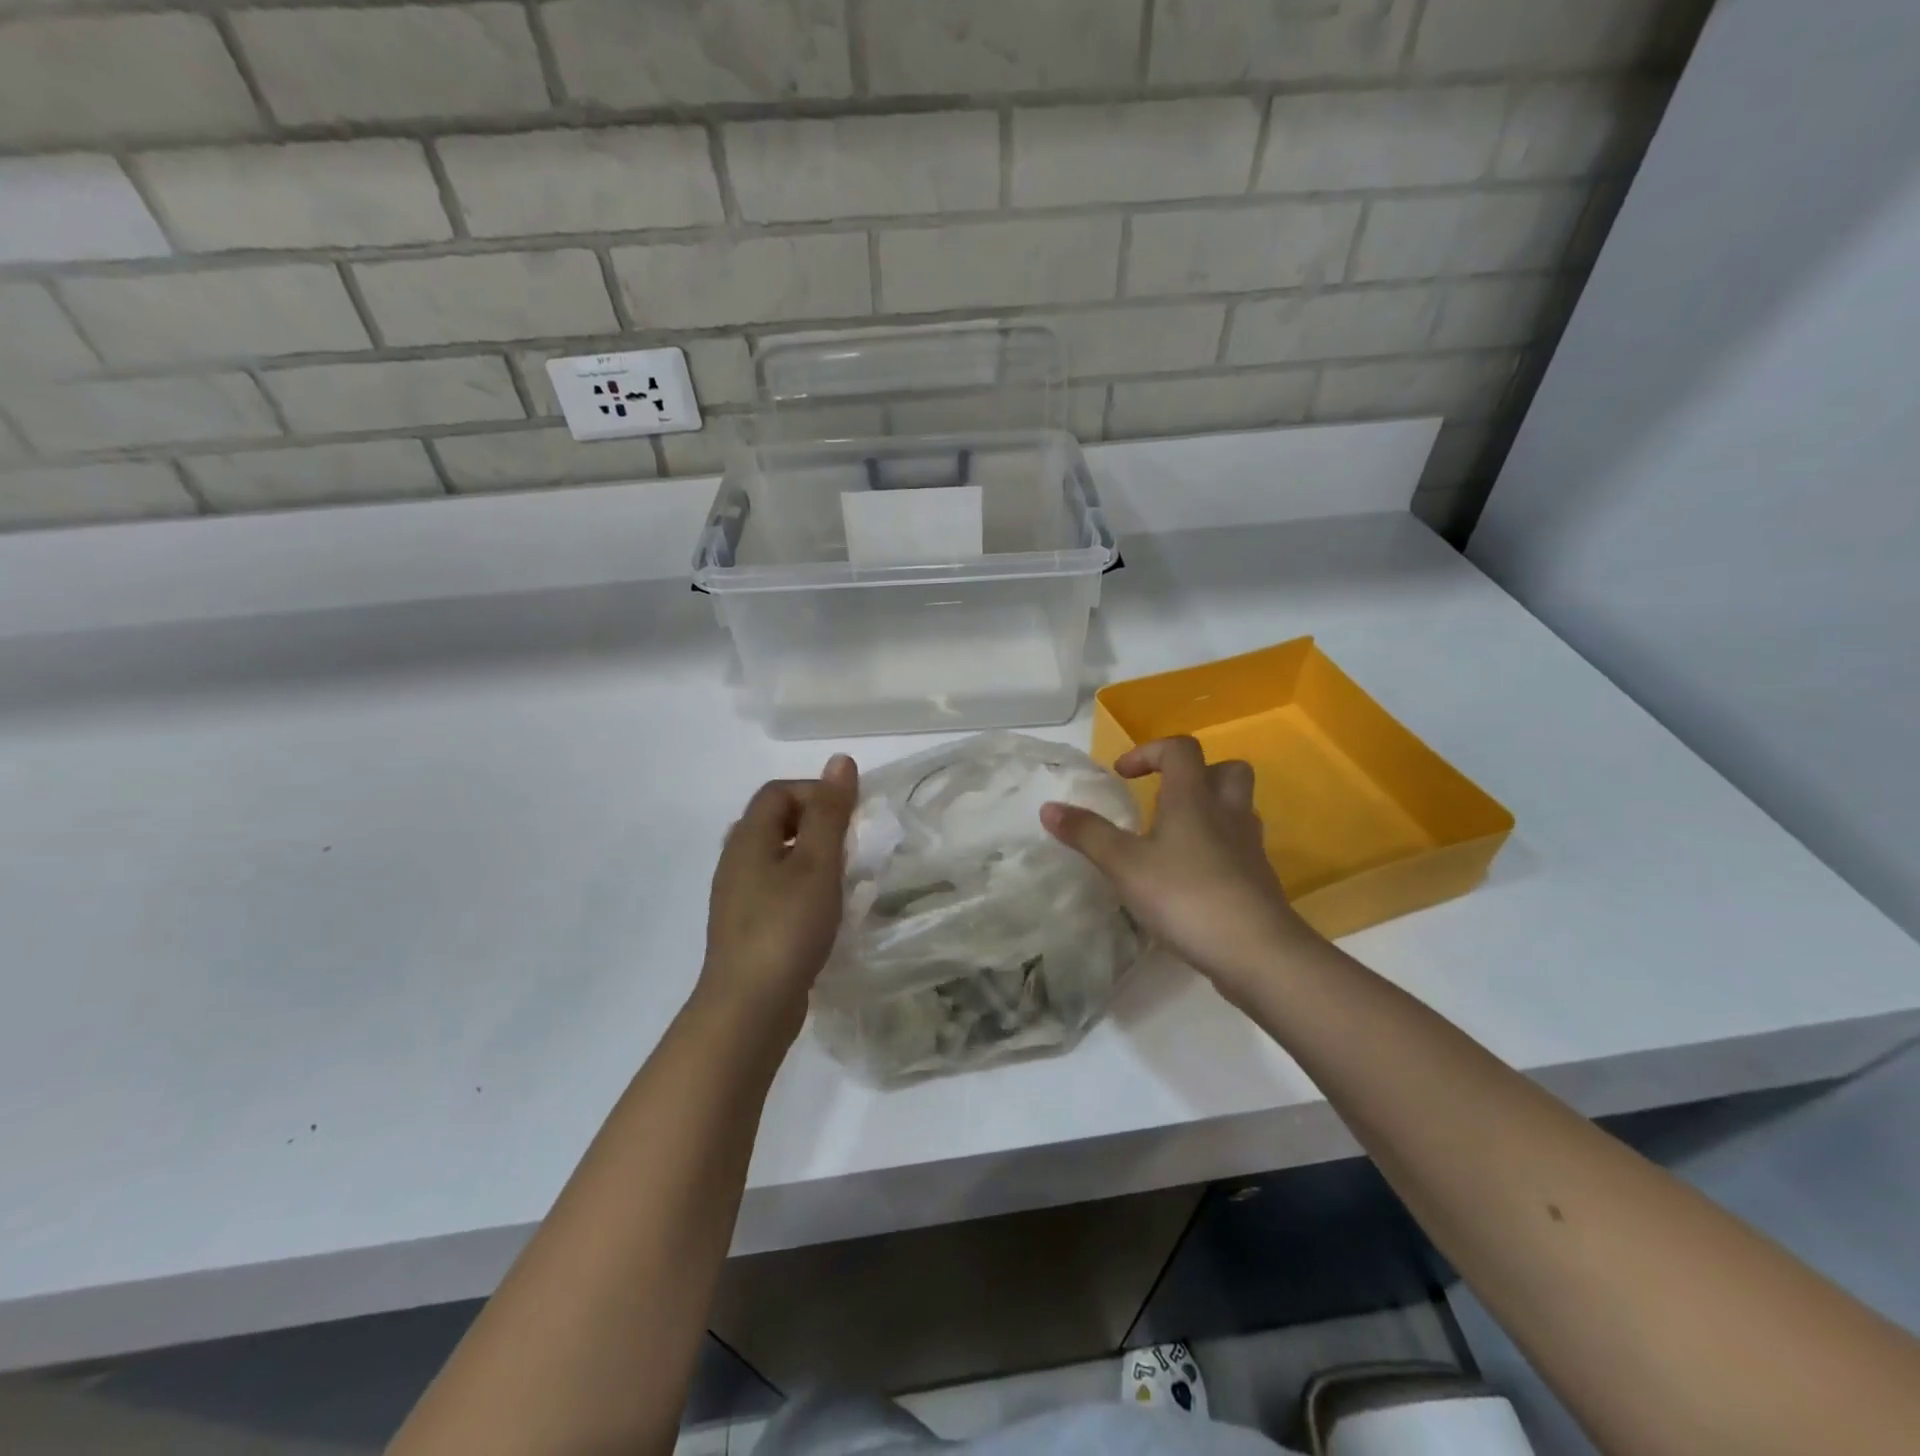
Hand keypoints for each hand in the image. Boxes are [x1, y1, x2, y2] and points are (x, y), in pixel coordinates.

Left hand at [698, 755, 857, 1037]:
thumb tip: (840, 760)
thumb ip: (830, 812)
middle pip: (774, 821)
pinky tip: (824, 911)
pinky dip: (802, 887)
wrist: (749, 1007)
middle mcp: (735, 861)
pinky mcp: (746, 928)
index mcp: (748, 838)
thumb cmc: (787, 926)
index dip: (816, 791)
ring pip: (775, 858)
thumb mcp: (817, 862)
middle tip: (850, 843)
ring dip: (810, 857)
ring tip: (842, 876)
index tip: (851, 815)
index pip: (778, 791)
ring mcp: (737, 898)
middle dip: (816, 823)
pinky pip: (775, 889)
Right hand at [1040, 737, 1317, 1001]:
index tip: (1122, 775)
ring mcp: (1248, 847)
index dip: (1149, 752)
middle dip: (1195, 774)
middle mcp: (1227, 812)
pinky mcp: (1258, 879)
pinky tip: (1191, 876)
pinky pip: (1238, 846)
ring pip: (1236, 809)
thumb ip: (1087, 834)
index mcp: (1193, 798)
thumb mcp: (1124, 865)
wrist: (1257, 951)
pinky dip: (1216, 848)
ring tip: (1174, 837)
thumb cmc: (1185, 896)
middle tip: (1164, 796)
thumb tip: (1048, 807)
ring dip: (1209, 810)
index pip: (1180, 749)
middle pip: (1226, 770)